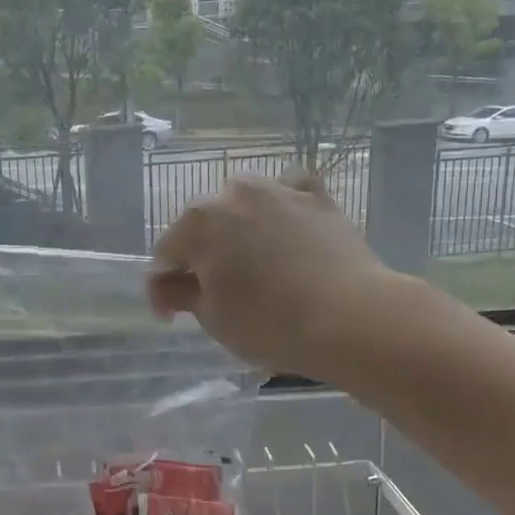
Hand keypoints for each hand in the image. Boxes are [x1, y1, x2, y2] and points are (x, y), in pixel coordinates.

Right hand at [149, 174, 396, 379]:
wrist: (352, 318)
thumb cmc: (269, 323)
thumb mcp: (213, 318)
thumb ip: (182, 295)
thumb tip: (168, 287)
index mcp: (198, 222)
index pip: (165, 255)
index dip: (162, 290)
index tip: (172, 318)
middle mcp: (234, 194)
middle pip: (203, 225)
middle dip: (200, 256)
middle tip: (211, 293)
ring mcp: (279, 191)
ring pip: (244, 205)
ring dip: (237, 230)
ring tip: (249, 263)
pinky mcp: (318, 198)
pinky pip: (289, 195)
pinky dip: (280, 209)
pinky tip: (284, 229)